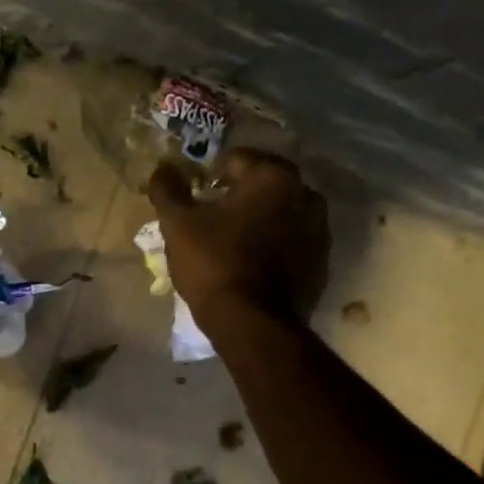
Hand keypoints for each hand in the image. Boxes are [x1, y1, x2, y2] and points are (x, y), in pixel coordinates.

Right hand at [147, 150, 329, 326]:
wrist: (253, 324)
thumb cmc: (214, 264)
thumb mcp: (178, 225)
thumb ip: (168, 190)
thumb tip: (162, 168)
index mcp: (272, 176)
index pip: (234, 160)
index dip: (209, 176)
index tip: (195, 199)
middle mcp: (305, 193)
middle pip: (263, 184)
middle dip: (238, 195)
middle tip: (212, 219)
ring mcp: (319, 229)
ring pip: (281, 212)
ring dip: (260, 218)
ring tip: (234, 241)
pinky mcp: (321, 261)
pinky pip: (293, 241)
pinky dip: (276, 244)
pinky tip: (254, 264)